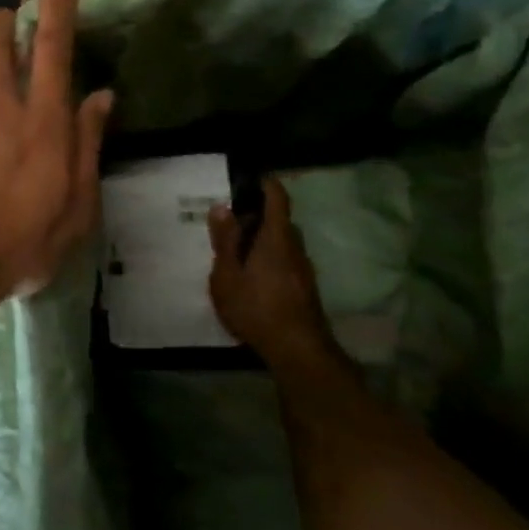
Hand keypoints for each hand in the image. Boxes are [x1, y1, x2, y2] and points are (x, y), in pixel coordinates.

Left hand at [0, 0, 112, 337]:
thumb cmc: (21, 242)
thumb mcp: (76, 207)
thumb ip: (88, 146)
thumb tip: (101, 98)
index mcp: (43, 121)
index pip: (51, 48)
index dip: (56, 8)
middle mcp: (1, 109)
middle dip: (4, 18)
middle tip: (18, 22)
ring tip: (14, 88)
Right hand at [207, 178, 331, 358]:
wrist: (297, 350)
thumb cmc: (256, 306)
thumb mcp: (227, 274)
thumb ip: (225, 240)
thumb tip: (223, 207)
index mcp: (275, 238)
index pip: (278, 199)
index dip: (267, 185)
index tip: (253, 179)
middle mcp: (295, 248)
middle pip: (280, 222)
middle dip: (259, 217)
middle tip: (232, 221)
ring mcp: (304, 271)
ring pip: (284, 244)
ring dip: (264, 241)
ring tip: (238, 251)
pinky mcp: (305, 290)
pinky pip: (286, 262)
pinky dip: (270, 260)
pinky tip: (253, 278)